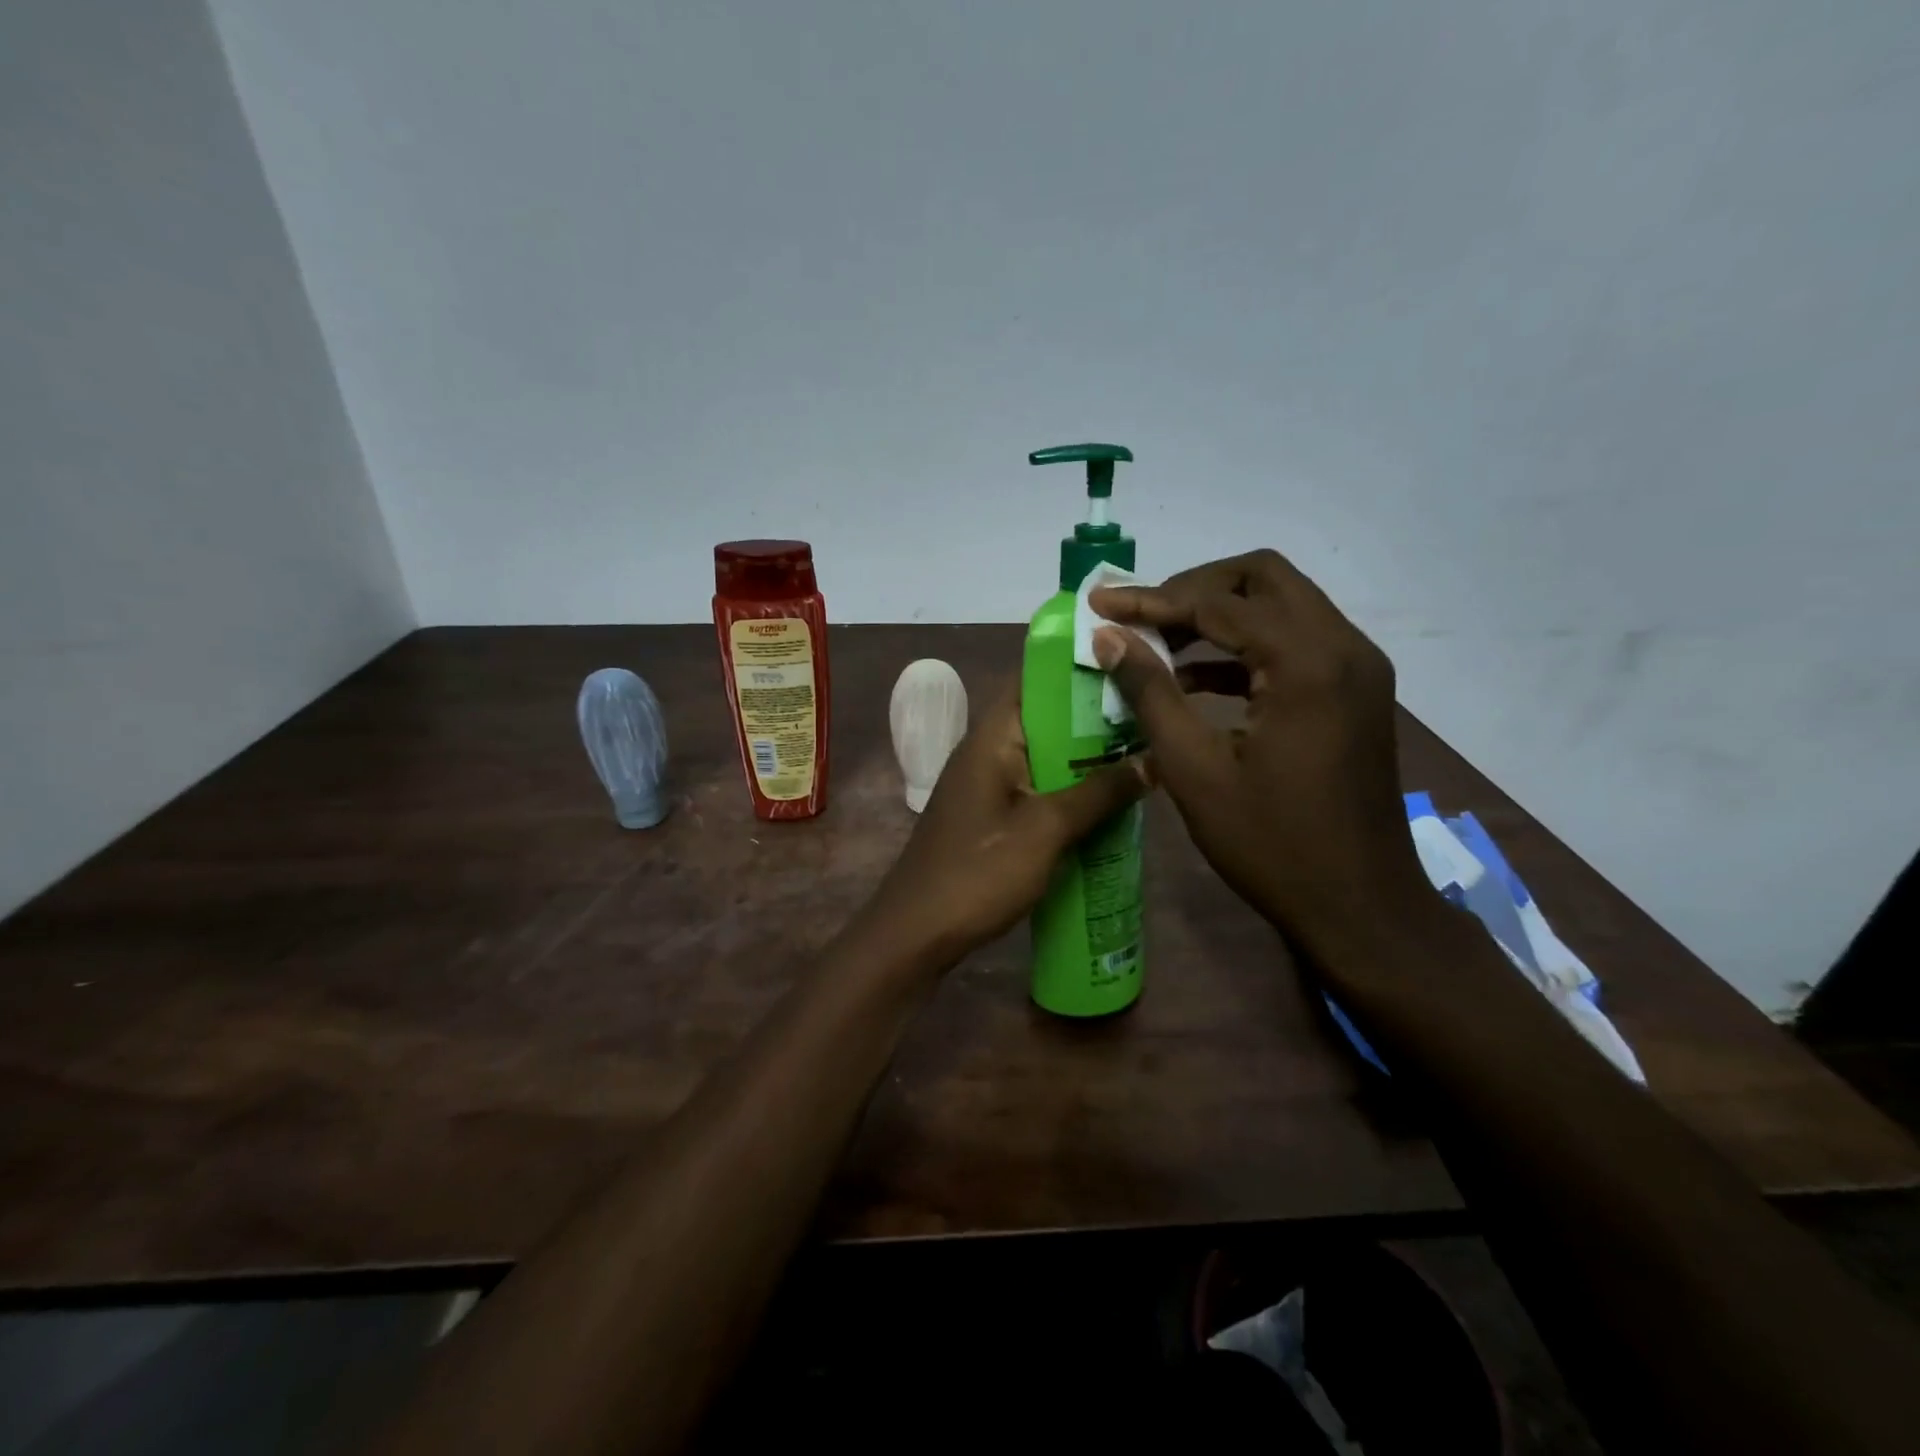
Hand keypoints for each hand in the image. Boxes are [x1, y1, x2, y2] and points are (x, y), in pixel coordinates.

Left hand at [862, 688, 1150, 965]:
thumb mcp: (1046, 830)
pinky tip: (1104, 804)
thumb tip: (1151, 761)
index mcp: (990, 739)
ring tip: (1138, 756)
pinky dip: (1066, 791)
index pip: (1031, 682)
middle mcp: (985, 753)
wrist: (916, 933)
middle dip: (1091, 720)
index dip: (1075, 672)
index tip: (1125, 670)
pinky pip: (1034, 790)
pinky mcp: (988, 818)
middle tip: (1148, 719)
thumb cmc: (978, 872)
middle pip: (1042, 720)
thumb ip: (1097, 794)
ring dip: (1082, 760)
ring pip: (1041, 758)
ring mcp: (984, 787)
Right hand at [1090, 550, 1431, 959]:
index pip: (1218, 602)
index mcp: (1307, 663)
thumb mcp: (1195, 770)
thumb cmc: (1271, 844)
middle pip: (1262, 577)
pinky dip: (1245, 645)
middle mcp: (1343, 647)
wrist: (1360, 905)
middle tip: (1141, 617)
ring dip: (1220, 614)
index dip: (1151, 600)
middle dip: (1194, 588)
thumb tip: (1108, 637)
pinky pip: (1296, 641)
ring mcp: (1357, 667)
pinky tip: (1196, 677)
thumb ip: (1150, 693)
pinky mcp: (1356, 690)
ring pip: (1282, 604)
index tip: (1100, 605)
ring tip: (1158, 644)